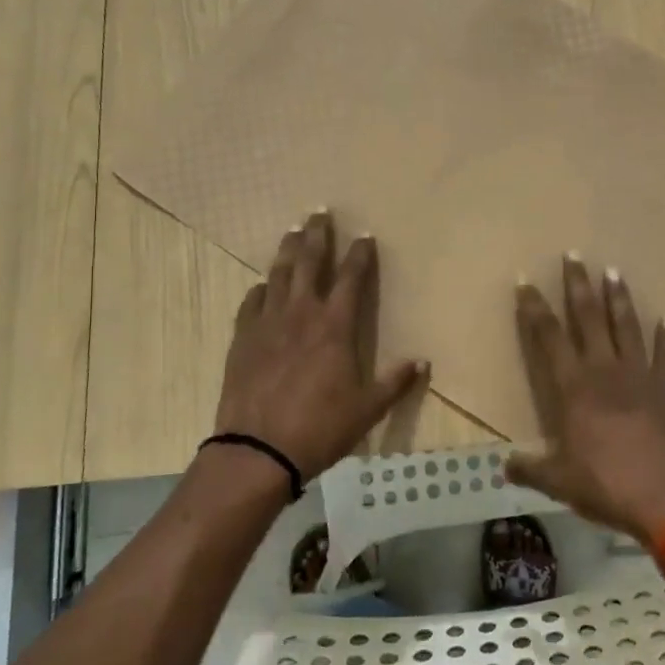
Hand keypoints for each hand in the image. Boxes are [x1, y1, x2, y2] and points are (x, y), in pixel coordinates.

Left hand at [213, 211, 426, 480]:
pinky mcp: (242, 338)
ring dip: (287, 251)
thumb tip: (422, 362)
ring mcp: (268, 323)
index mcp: (335, 326)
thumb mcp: (368, 409)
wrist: (258, 450)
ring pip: (278, 275)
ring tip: (292, 232)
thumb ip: (395, 382)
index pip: (351, 278)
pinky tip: (263, 285)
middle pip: (309, 263)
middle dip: (317, 236)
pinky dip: (260, 290)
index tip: (365, 236)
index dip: (360, 255)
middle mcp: (301, 314)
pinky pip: (251, 303)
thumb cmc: (320, 428)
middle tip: (319, 214)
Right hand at [506, 256, 664, 546]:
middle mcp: (605, 371)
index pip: (549, 338)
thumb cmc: (607, 485)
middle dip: (578, 285)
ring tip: (614, 271)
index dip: (535, 309)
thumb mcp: (559, 481)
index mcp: (574, 388)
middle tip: (574, 255)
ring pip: (625, 327)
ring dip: (618, 299)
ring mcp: (639, 376)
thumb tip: (503, 466)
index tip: (526, 282)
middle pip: (588, 319)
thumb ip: (529, 469)